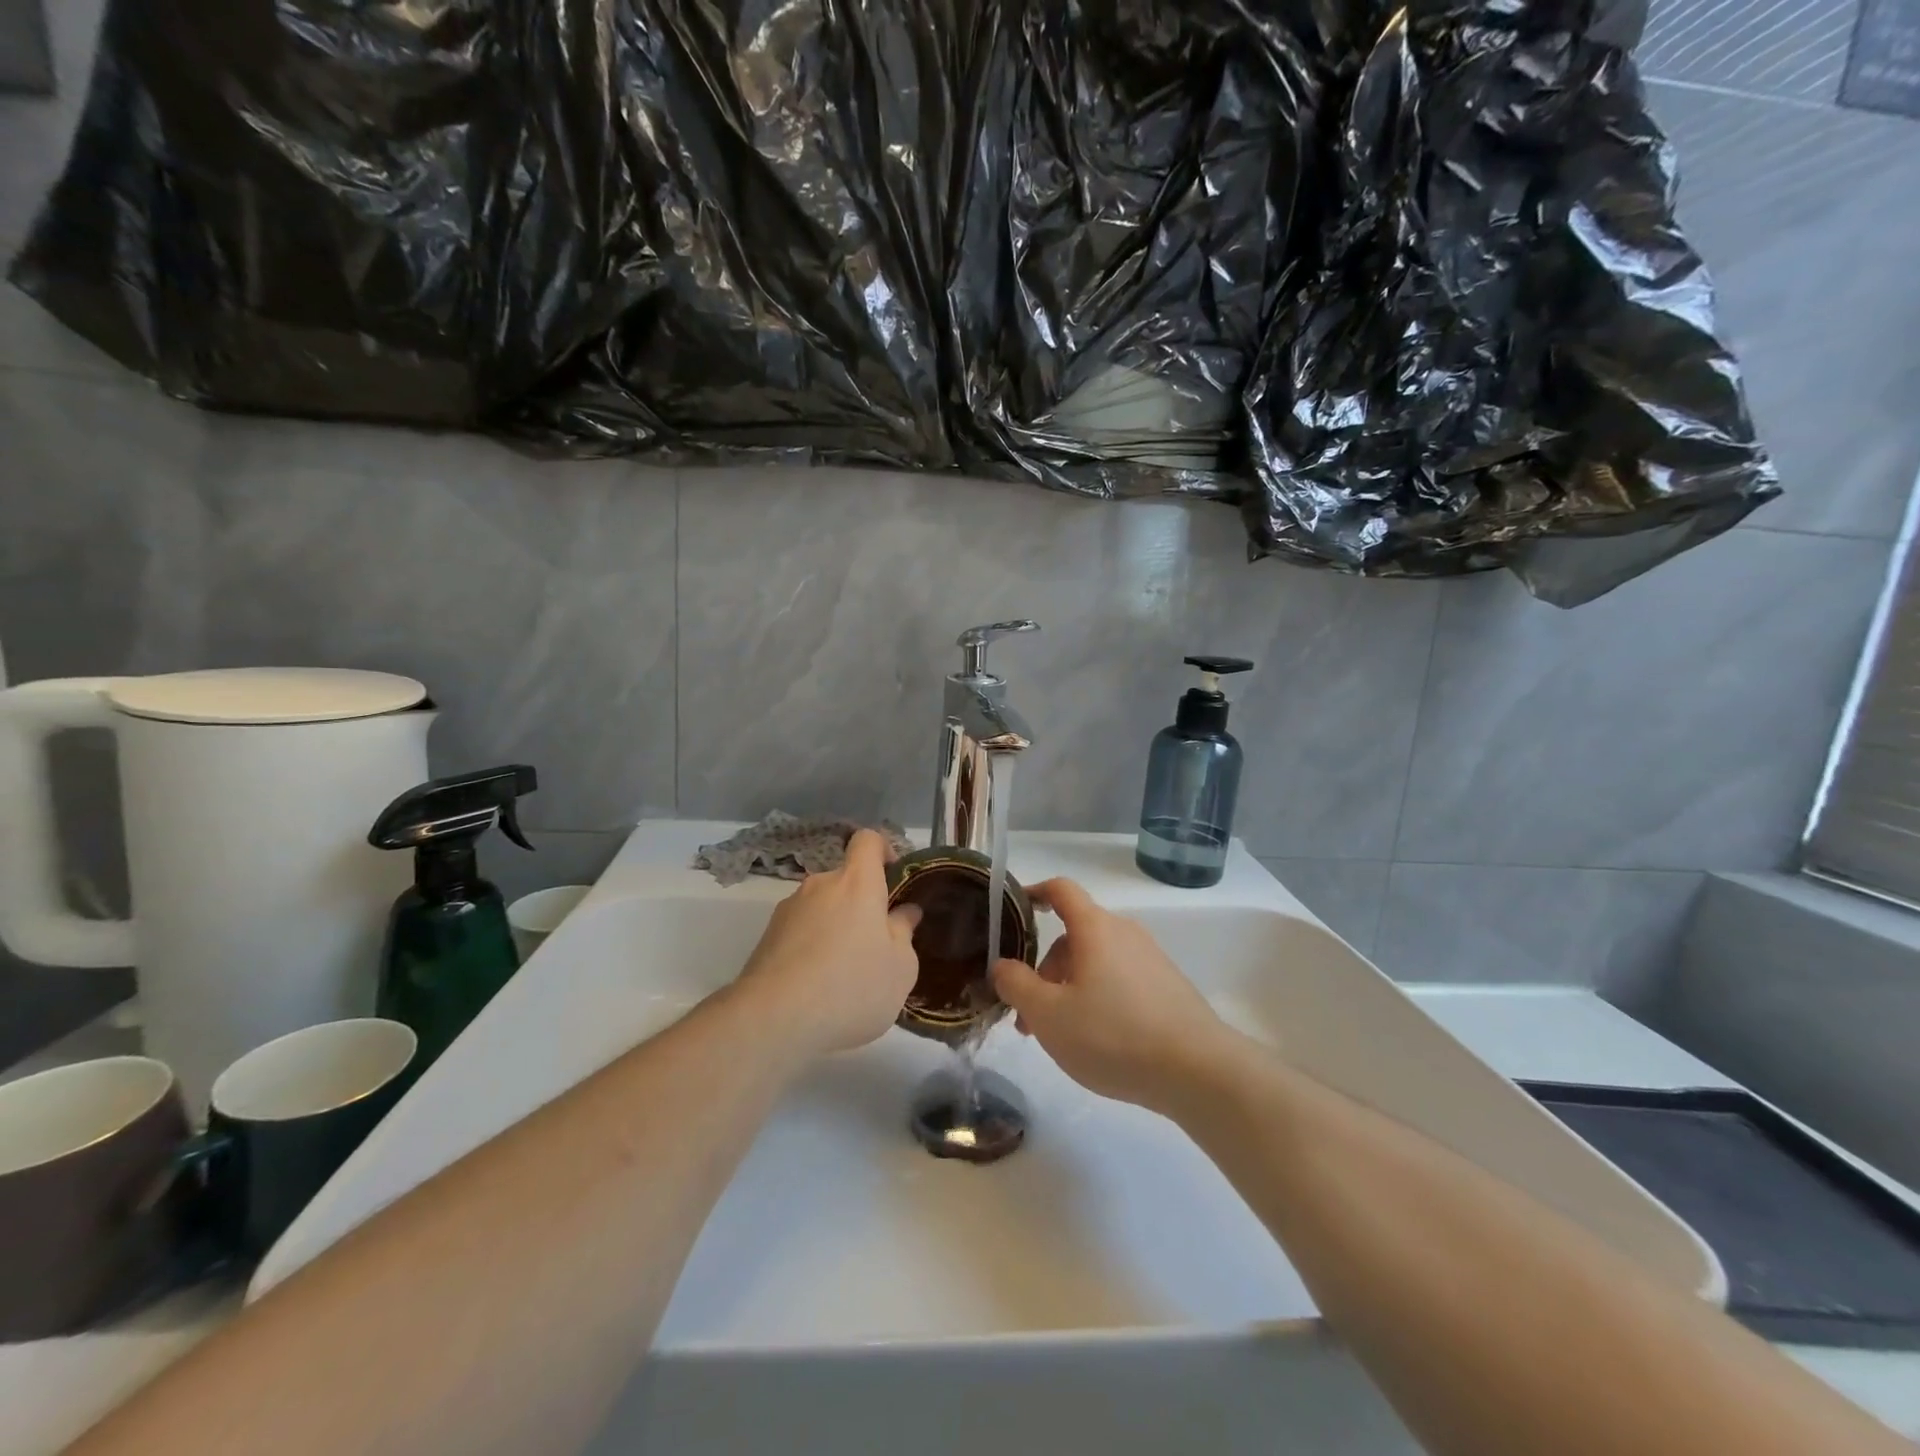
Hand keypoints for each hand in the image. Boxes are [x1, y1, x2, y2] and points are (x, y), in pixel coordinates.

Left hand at [733, 829, 921, 1057]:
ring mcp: (789, 909)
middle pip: (846, 880)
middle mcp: (820, 885)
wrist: (773, 1019)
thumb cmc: (851, 986)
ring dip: (836, 927)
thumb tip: (904, 912)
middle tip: (875, 944)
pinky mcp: (767, 937)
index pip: (868, 840)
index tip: (894, 880)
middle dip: (862, 904)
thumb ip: (904, 933)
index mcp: (857, 882)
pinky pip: (801, 931)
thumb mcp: (900, 968)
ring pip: (822, 907)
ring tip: (844, 973)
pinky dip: (812, 947)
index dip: (884, 851)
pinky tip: (818, 986)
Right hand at [991, 878, 1231, 1114]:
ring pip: (1096, 962)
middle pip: (1074, 936)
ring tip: (1059, 1037)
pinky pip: (1120, 980)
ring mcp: (1150, 959)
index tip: (1015, 909)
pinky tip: (1098, 1040)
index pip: (1060, 890)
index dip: (1034, 892)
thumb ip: (1017, 986)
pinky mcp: (1168, 986)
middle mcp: (1124, 933)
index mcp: (1095, 928)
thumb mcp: (1048, 1016)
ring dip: (1069, 989)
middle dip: (1045, 970)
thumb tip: (1003, 965)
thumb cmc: (1113, 1035)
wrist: (1199, 1070)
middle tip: (1029, 1017)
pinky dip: (1098, 998)